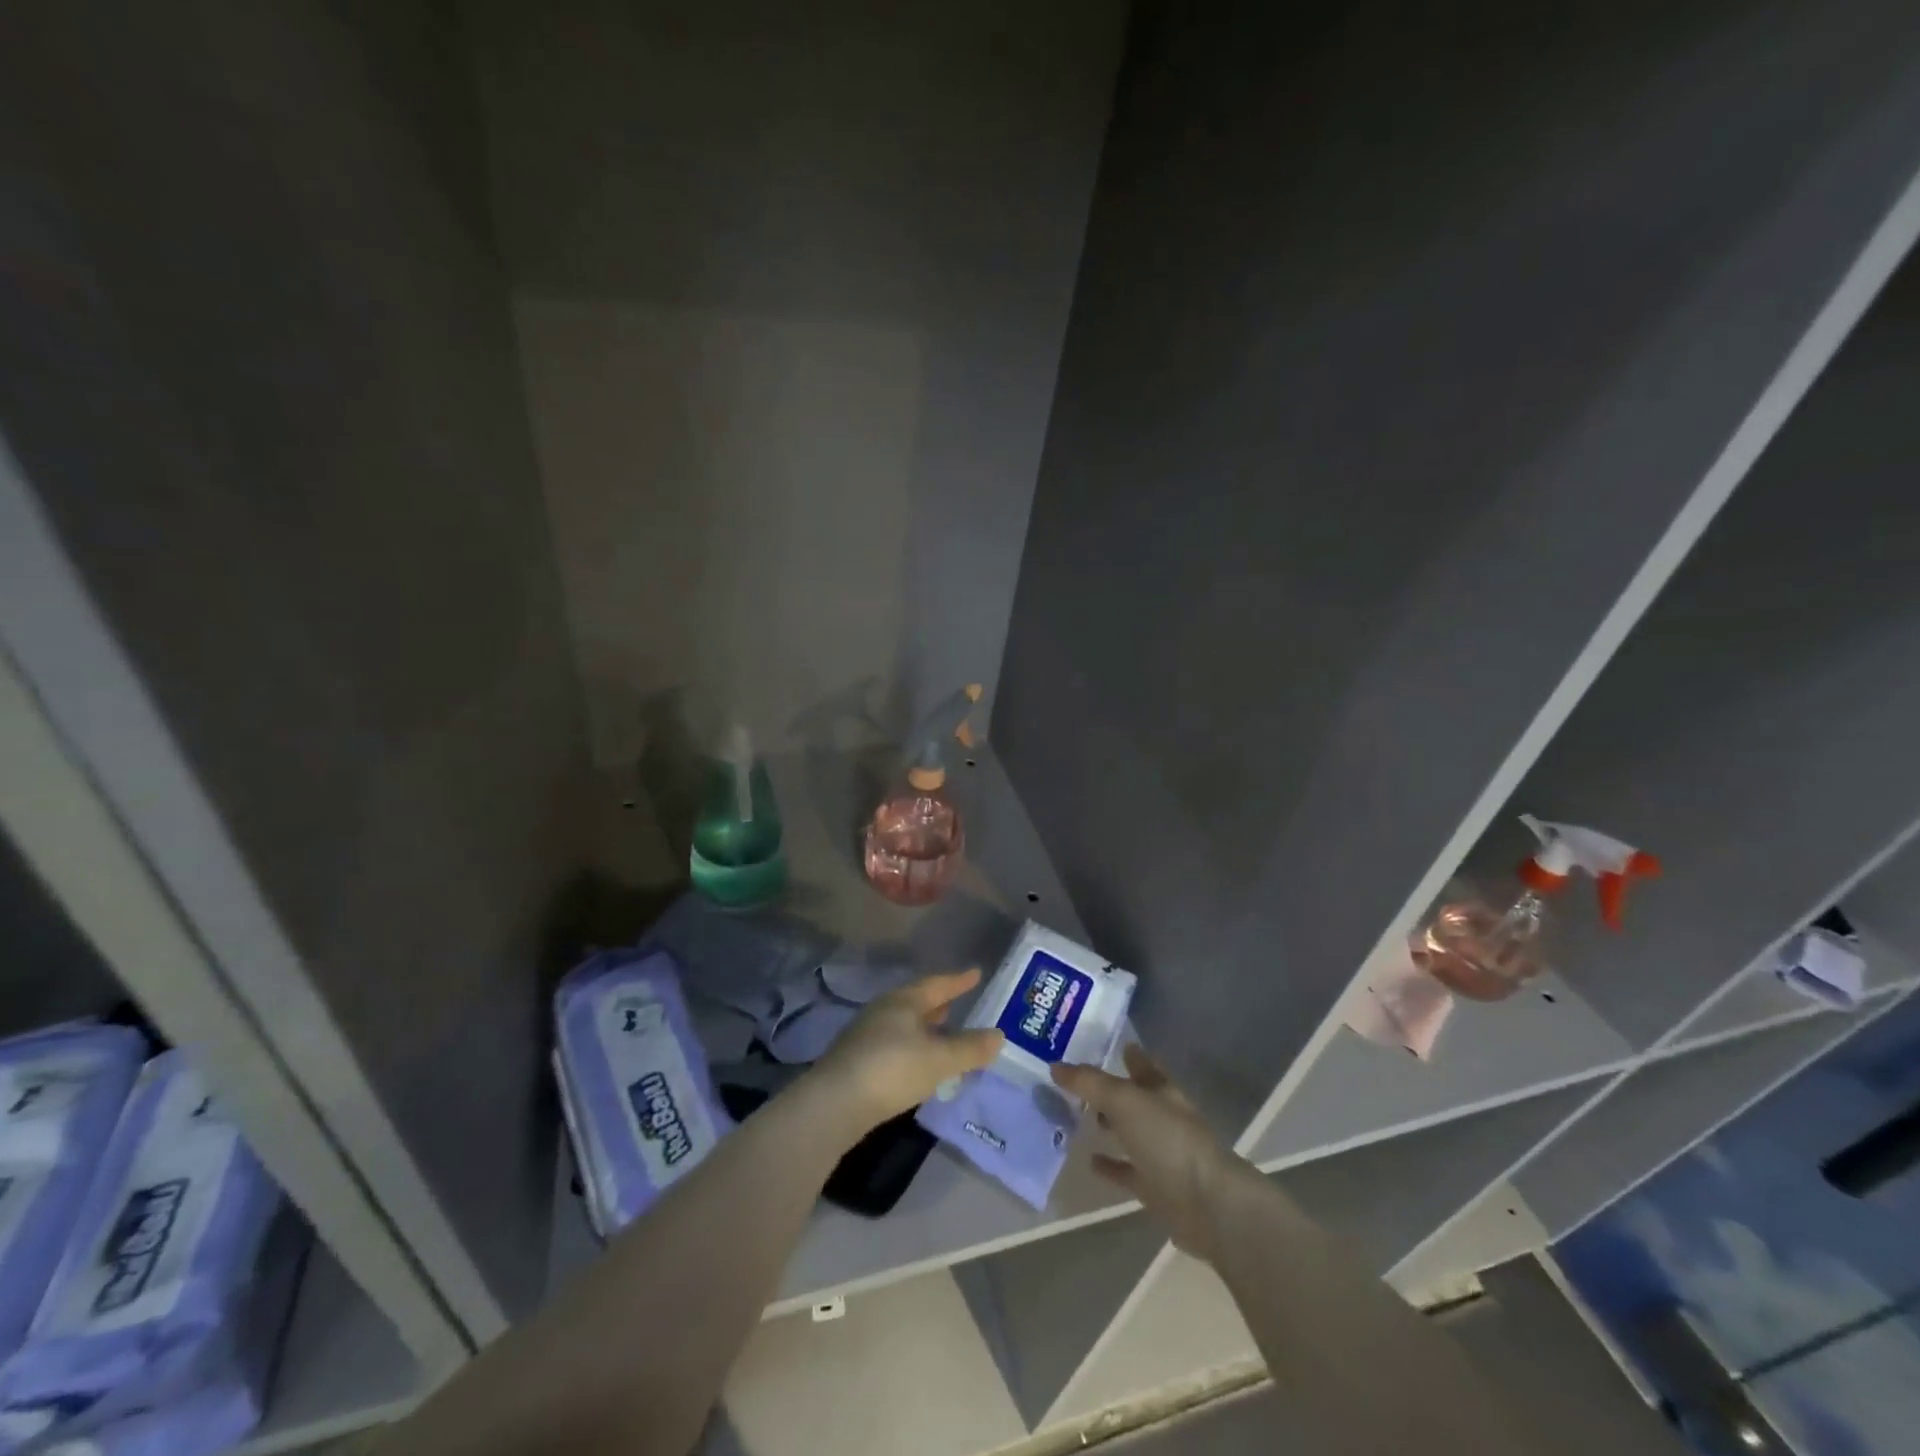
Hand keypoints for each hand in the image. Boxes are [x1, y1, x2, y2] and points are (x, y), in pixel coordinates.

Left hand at [810, 969, 1003, 1135]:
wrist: (834, 1104)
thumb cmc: (892, 1069)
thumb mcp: (939, 1060)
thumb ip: (970, 1048)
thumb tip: (999, 1035)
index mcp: (904, 1001)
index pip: (937, 984)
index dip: (958, 980)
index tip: (976, 973)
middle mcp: (883, 1010)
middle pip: (917, 1001)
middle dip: (939, 1003)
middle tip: (958, 1003)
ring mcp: (866, 1035)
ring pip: (904, 1023)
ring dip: (924, 1026)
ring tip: (942, 1032)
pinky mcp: (857, 1060)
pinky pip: (894, 1043)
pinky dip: (912, 1046)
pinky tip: (918, 1062)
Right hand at [1052, 1045, 1249, 1262]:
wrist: (1207, 1205)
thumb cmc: (1168, 1140)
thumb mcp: (1124, 1101)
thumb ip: (1089, 1083)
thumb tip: (1055, 1066)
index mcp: (1162, 1090)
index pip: (1143, 1064)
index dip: (1127, 1053)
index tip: (1104, 1043)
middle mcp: (1163, 1117)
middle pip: (1134, 1098)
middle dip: (1110, 1090)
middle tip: (1075, 1081)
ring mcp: (1161, 1154)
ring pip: (1129, 1133)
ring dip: (1108, 1125)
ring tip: (1074, 1117)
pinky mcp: (1156, 1187)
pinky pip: (1127, 1171)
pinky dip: (1110, 1166)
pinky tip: (1088, 1161)